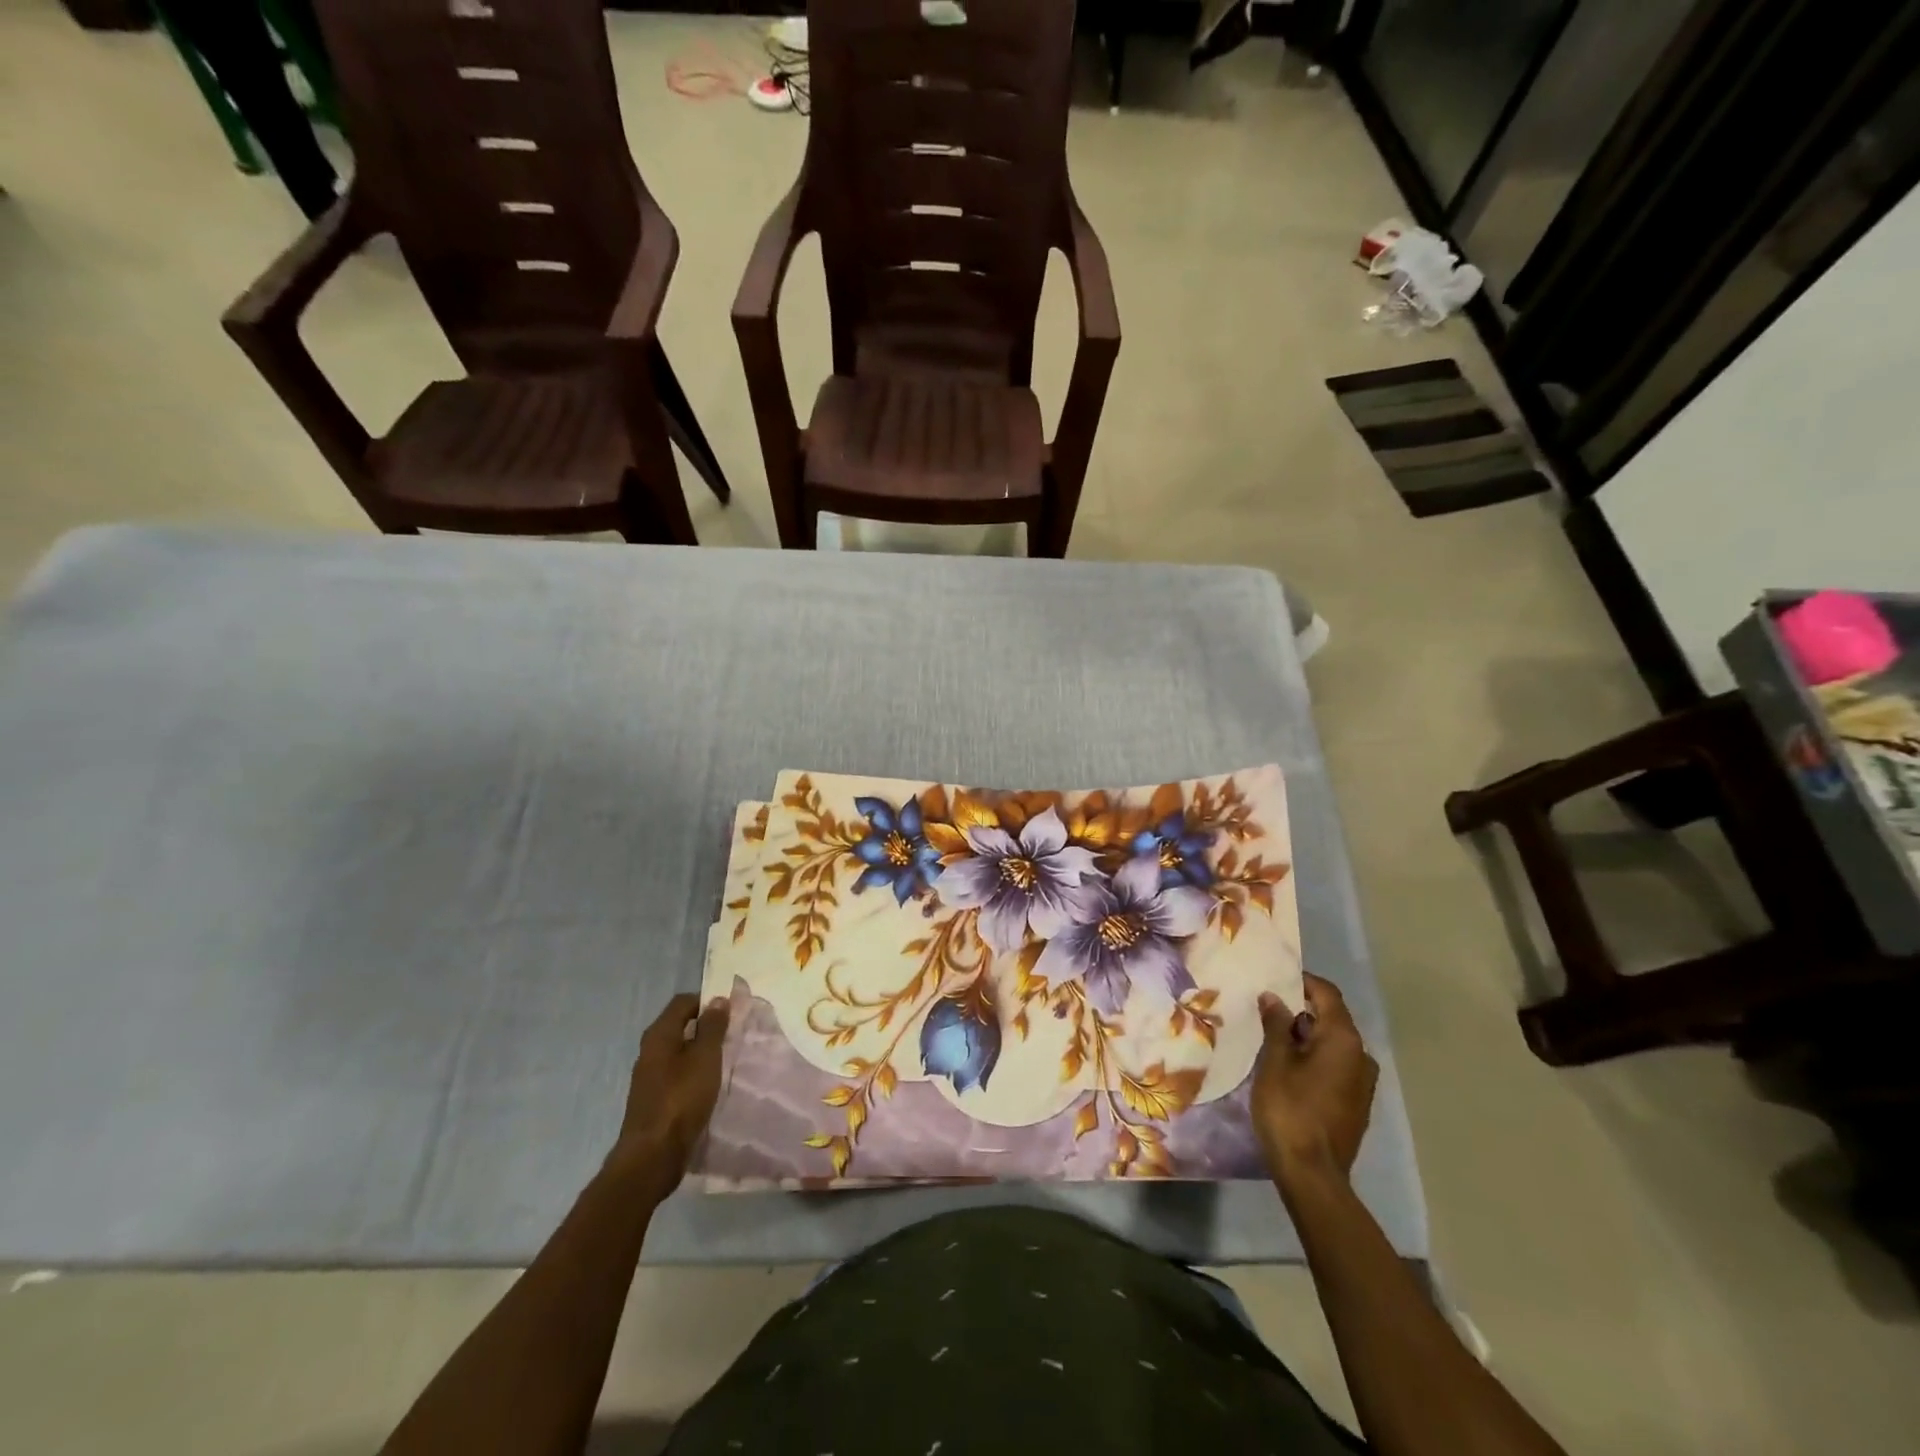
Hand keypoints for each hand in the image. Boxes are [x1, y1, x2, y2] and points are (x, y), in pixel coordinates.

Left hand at [608, 993, 729, 1192]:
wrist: (653, 1156)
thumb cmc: (681, 1098)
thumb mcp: (705, 1057)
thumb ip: (712, 1027)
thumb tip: (717, 1000)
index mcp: (659, 1035)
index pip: (683, 1002)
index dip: (707, 1002)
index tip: (731, 1012)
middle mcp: (649, 1051)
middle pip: (679, 1026)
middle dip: (706, 1027)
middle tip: (732, 1035)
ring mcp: (649, 1077)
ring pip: (679, 1052)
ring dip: (700, 1052)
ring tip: (725, 1060)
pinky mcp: (654, 1100)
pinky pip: (677, 1074)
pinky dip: (693, 1073)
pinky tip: (709, 1085)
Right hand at [1252, 973, 1377, 1195]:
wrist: (1313, 1174)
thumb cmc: (1290, 1109)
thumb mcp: (1275, 1062)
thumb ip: (1277, 1025)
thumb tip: (1274, 997)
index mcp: (1343, 1040)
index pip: (1327, 994)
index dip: (1302, 981)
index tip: (1274, 978)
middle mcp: (1361, 1056)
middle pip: (1331, 1018)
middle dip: (1300, 1009)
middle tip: (1266, 1008)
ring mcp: (1362, 1082)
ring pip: (1333, 1044)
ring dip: (1306, 1036)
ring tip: (1272, 1037)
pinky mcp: (1356, 1103)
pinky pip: (1335, 1066)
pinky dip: (1314, 1057)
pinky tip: (1288, 1066)